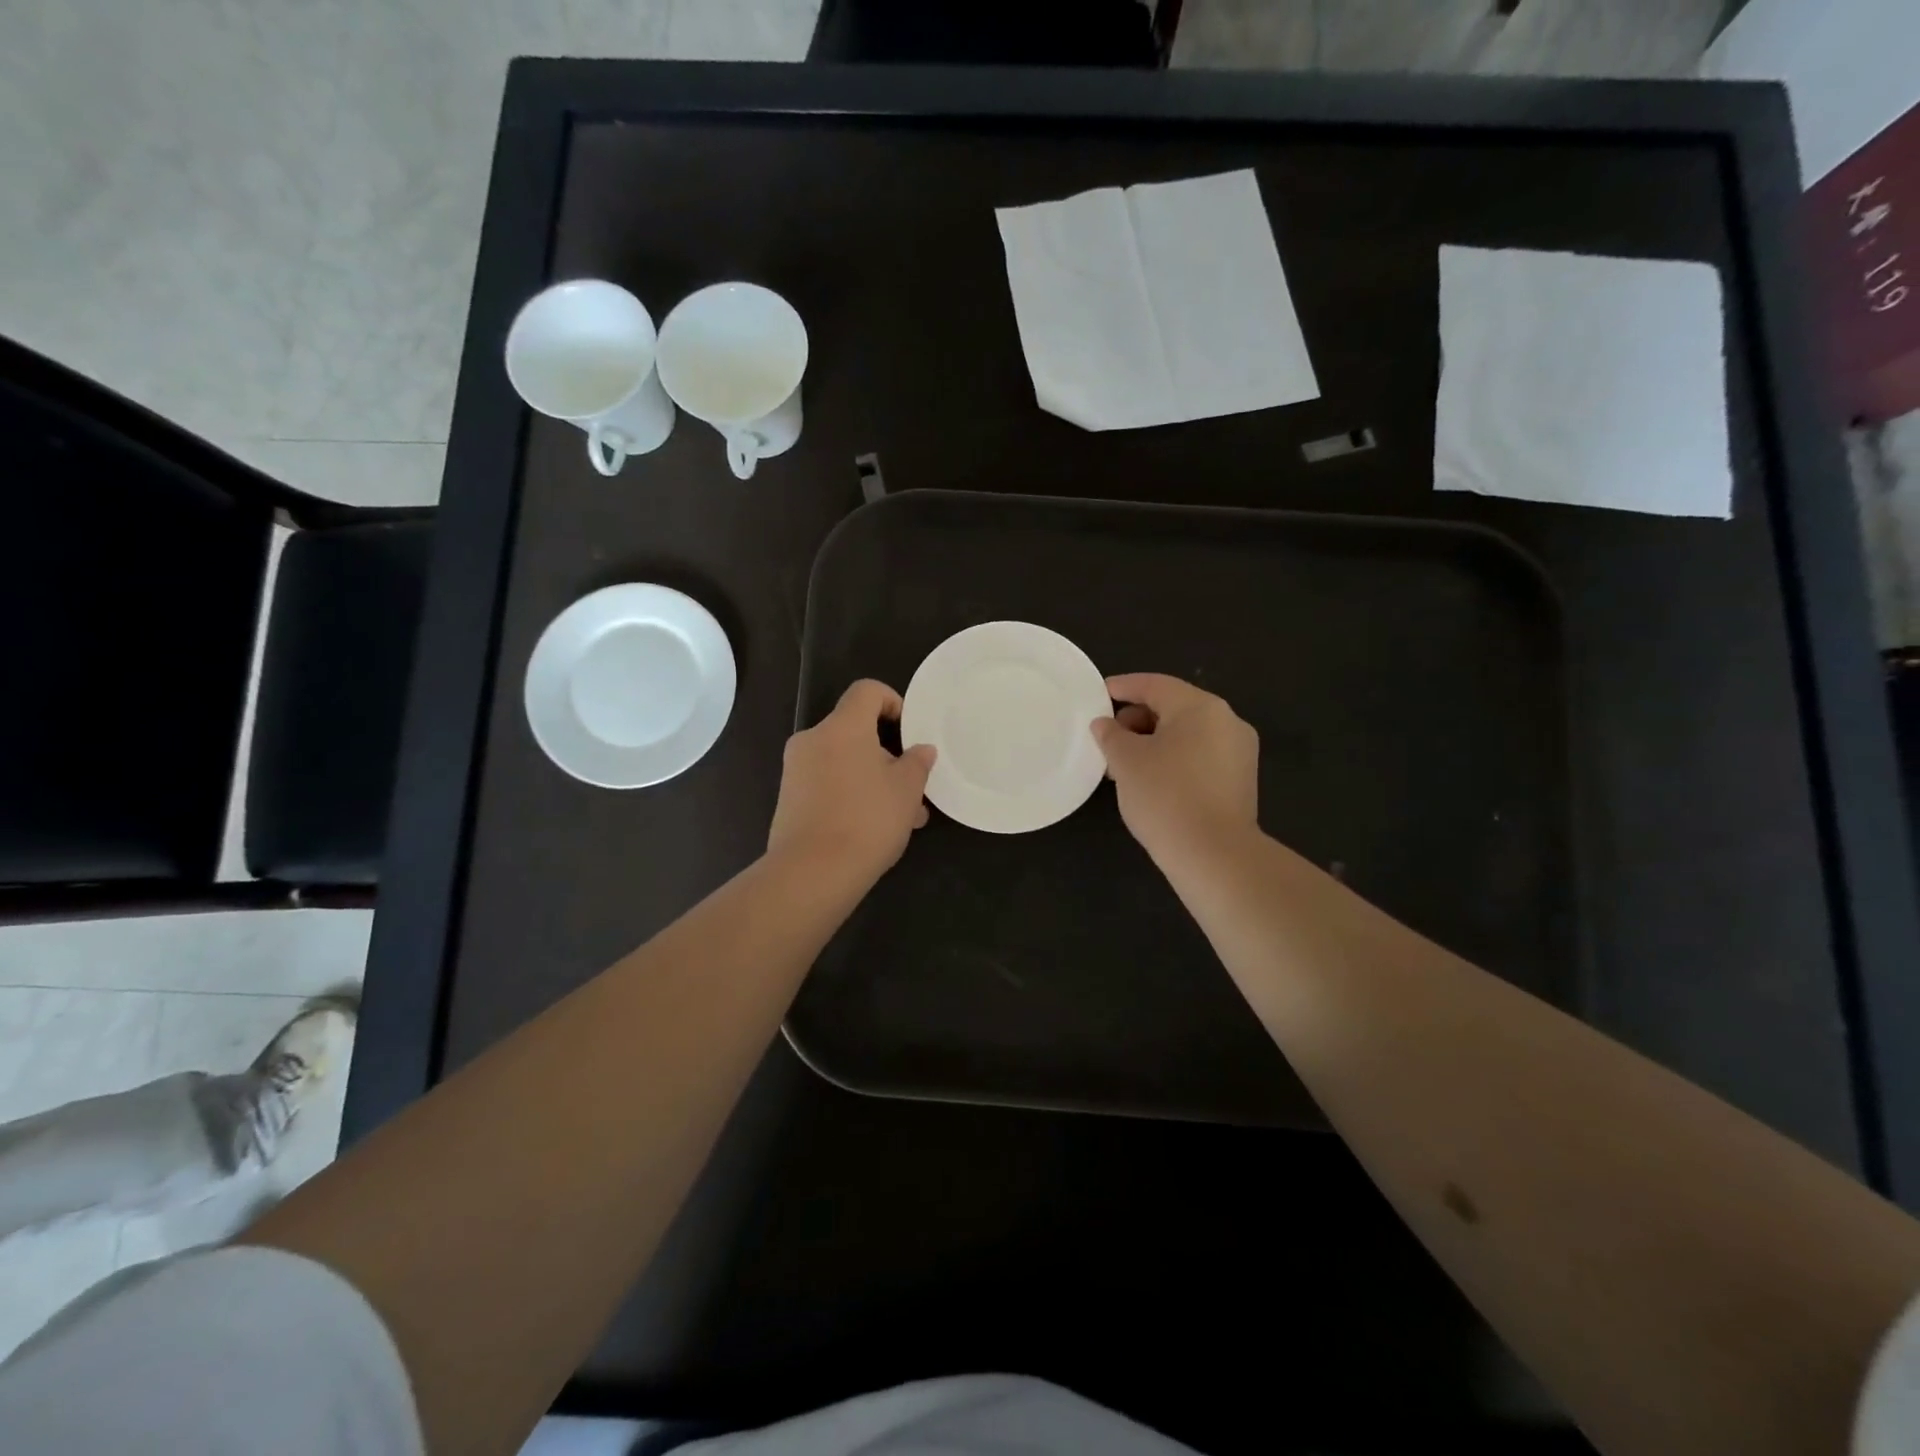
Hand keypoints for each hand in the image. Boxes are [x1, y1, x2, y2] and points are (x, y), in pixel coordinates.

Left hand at [768, 679, 936, 886]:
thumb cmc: (867, 820)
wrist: (811, 873)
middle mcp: (813, 739)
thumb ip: (917, 763)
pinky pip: (828, 783)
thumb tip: (921, 750)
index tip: (910, 731)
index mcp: (842, 727)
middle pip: (855, 731)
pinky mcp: (789, 799)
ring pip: (844, 762)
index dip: (892, 701)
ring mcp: (796, 770)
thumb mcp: (907, 791)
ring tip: (904, 817)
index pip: (866, 691)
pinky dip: (851, 794)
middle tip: (913, 787)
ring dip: (874, 780)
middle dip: (888, 754)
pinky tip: (874, 829)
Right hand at [1092, 673, 1259, 866]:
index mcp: (1201, 707)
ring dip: (1152, 742)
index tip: (1098, 695)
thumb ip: (1111, 735)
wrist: (1214, 855)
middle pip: (1173, 708)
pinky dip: (1172, 759)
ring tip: (1122, 764)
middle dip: (1136, 719)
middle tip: (1107, 738)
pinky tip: (1149, 781)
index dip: (1123, 687)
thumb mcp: (1126, 761)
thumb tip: (1105, 724)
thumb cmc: (1165, 795)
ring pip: (1186, 735)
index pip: (1155, 685)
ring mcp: (1238, 752)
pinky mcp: (1239, 781)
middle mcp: (1227, 721)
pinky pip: (1199, 757)